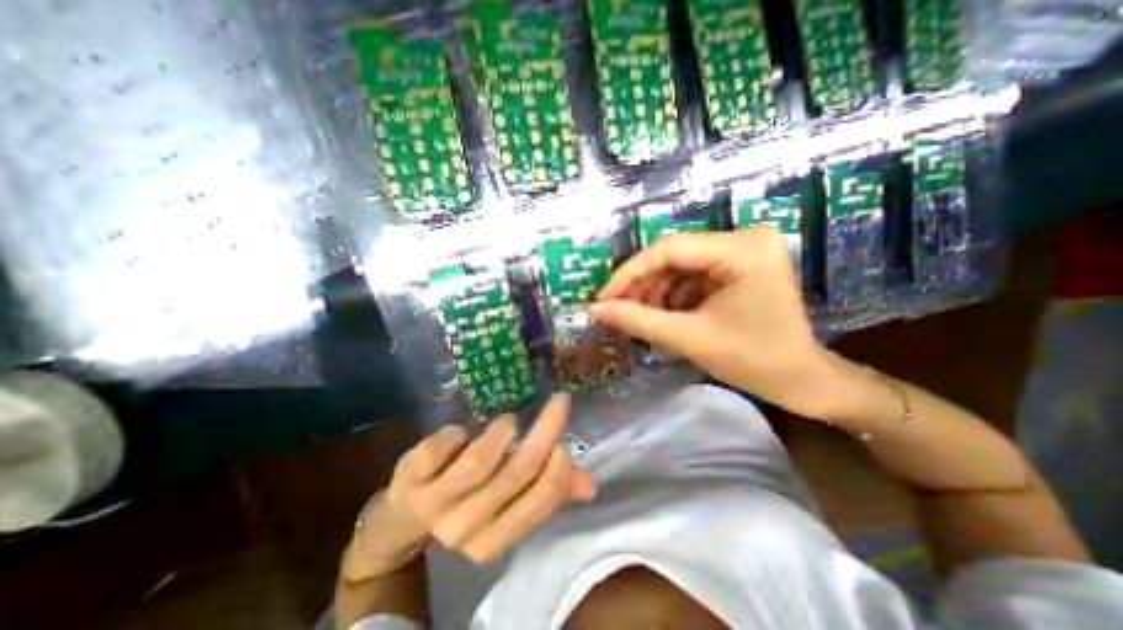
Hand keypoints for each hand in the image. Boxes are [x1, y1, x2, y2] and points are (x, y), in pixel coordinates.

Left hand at [348, 397, 596, 578]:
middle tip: (559, 402)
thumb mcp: (507, 498)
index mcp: (495, 538)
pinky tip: (461, 433)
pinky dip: (457, 432)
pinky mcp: (409, 479)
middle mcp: (465, 529)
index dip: (558, 469)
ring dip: (501, 432)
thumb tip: (589, 482)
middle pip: (515, 474)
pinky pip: (441, 447)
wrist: (408, 511)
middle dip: (545, 431)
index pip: (538, 504)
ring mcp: (433, 505)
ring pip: (478, 461)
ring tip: (508, 422)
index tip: (565, 439)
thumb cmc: (470, 498)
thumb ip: (549, 489)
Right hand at [588, 230, 841, 419]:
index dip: (629, 273)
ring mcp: (741, 251)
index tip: (602, 298)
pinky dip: (671, 295)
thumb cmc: (754, 361)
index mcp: (742, 249)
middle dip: (641, 285)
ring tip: (639, 317)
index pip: (669, 248)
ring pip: (678, 265)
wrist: (802, 381)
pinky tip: (662, 315)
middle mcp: (744, 238)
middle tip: (616, 310)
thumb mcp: (690, 338)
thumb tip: (594, 309)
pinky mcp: (737, 266)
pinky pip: (691, 275)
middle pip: (673, 255)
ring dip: (654, 291)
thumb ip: (639, 320)